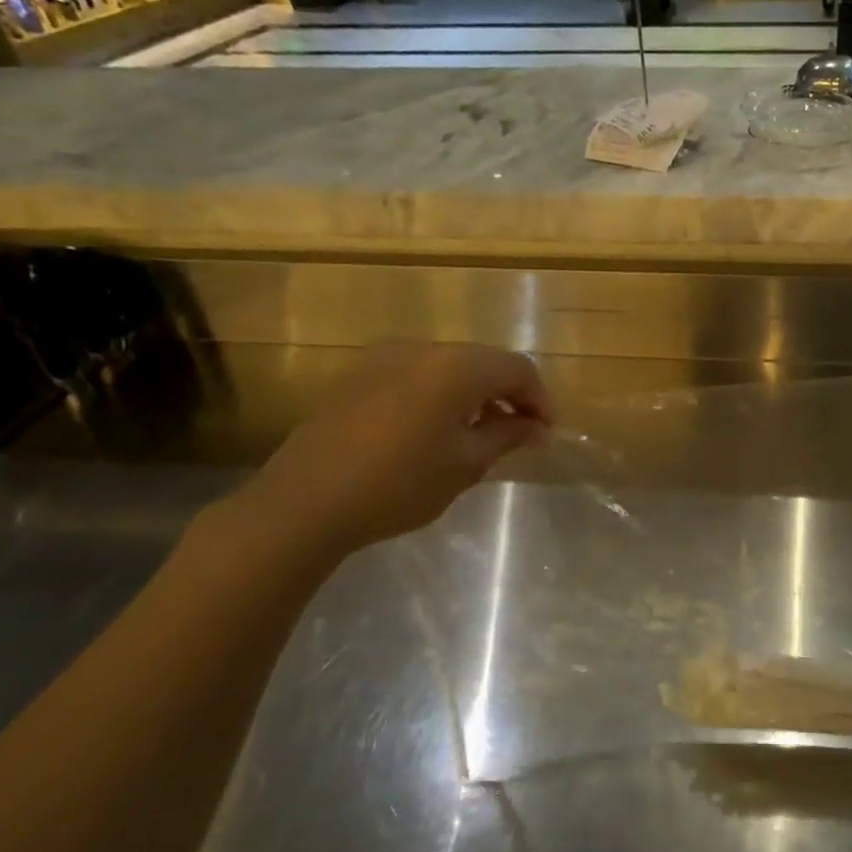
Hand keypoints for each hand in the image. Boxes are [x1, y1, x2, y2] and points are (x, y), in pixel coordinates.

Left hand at [234, 341, 553, 561]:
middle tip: (520, 434)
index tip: (546, 433)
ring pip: (449, 367)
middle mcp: (423, 349)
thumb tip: (536, 427)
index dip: (540, 399)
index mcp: (456, 367)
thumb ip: (507, 436)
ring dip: (475, 394)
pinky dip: (440, 394)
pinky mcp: (359, 374)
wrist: (305, 501)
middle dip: (509, 394)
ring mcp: (385, 358)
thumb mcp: (466, 464)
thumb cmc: (399, 484)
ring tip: (481, 433)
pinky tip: (436, 429)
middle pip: (484, 362)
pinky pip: (417, 374)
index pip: (517, 369)